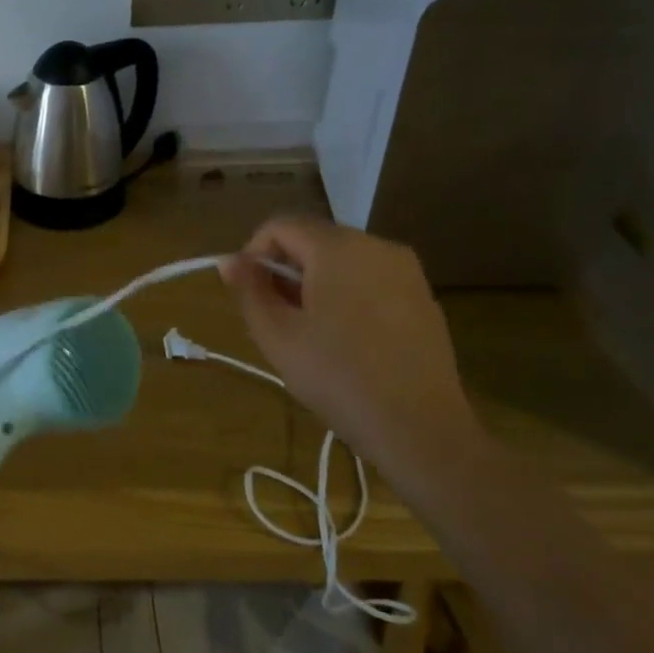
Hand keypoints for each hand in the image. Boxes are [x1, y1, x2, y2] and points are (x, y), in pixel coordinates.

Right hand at [221, 216, 476, 460]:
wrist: (419, 427)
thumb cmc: (337, 376)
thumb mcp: (277, 334)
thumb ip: (249, 289)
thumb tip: (230, 260)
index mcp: (338, 247)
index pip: (281, 225)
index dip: (254, 253)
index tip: (249, 294)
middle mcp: (376, 245)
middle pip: (314, 239)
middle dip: (286, 270)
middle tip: (276, 318)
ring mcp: (407, 270)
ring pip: (343, 260)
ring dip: (316, 283)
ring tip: (309, 332)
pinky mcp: (423, 297)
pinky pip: (371, 280)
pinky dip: (348, 296)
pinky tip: (347, 340)